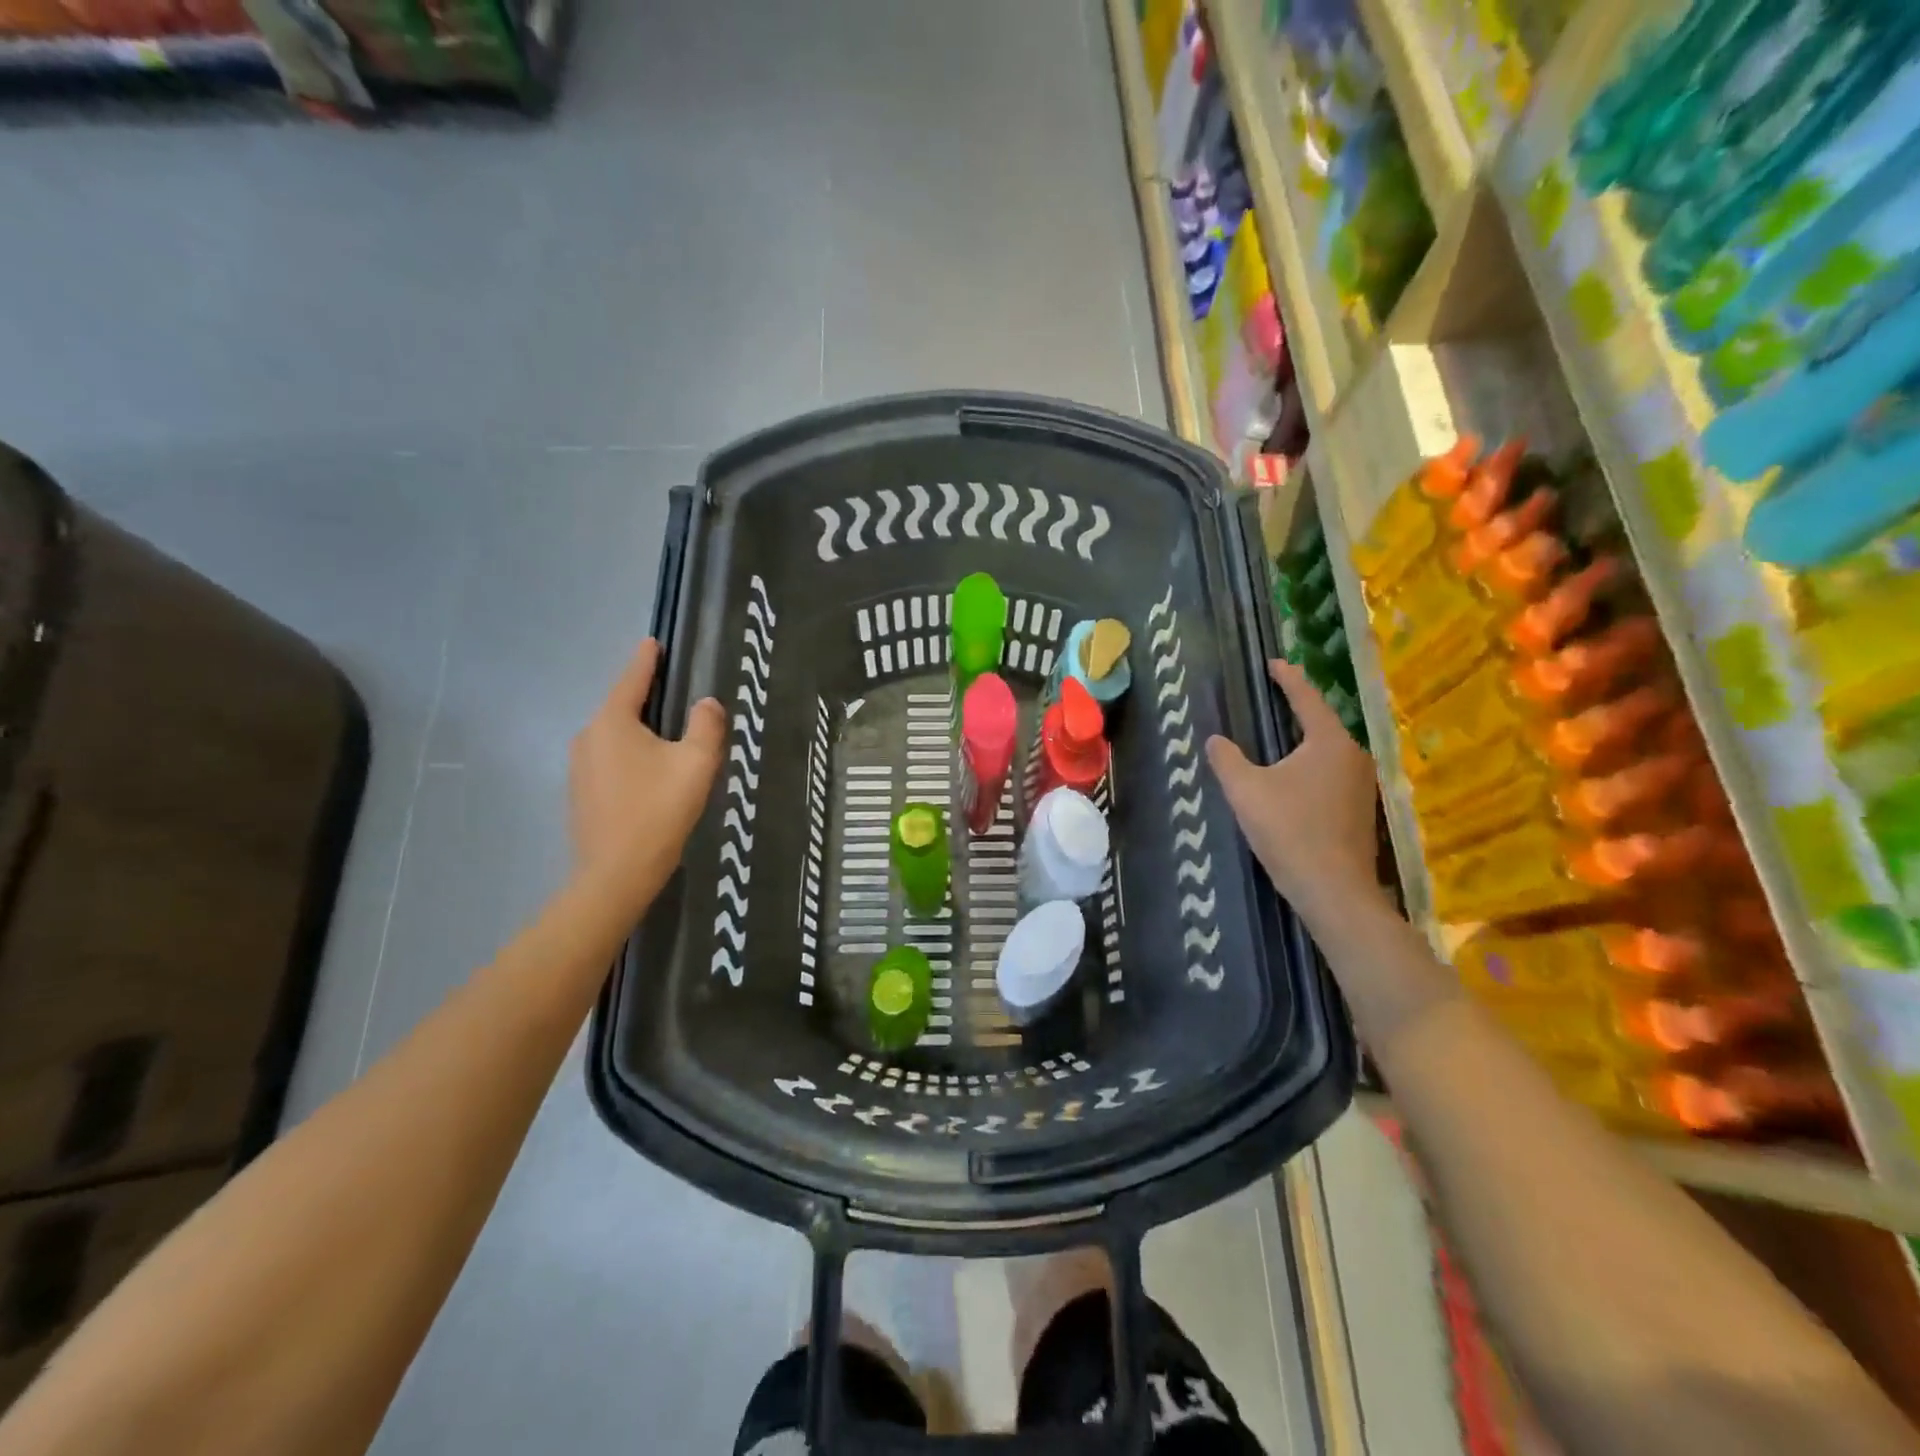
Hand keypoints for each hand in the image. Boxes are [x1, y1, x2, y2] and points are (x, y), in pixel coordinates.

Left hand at [569, 639, 725, 919]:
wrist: (616, 873)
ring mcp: (579, 767)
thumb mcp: (696, 764)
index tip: (653, 642)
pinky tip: (649, 774)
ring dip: (639, 732)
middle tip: (673, 693)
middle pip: (621, 709)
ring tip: (667, 737)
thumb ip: (706, 726)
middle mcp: (588, 737)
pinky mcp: (580, 793)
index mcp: (613, 723)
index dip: (646, 660)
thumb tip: (707, 704)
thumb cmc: (659, 811)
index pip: (632, 680)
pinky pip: (609, 760)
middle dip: (645, 699)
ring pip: (615, 737)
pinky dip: (630, 756)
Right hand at [1207, 661, 1382, 918]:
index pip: (1307, 698)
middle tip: (1274, 699)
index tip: (1273, 663)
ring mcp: (1363, 785)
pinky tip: (1294, 781)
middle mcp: (1354, 756)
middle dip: (1298, 710)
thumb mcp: (1246, 791)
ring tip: (1280, 739)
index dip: (1288, 678)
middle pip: (1323, 723)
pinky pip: (1333, 775)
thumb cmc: (1289, 831)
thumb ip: (1227, 759)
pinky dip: (1312, 768)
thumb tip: (1215, 740)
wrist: (1333, 890)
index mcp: (1329, 742)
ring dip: (1305, 743)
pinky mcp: (1361, 811)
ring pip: (1329, 752)